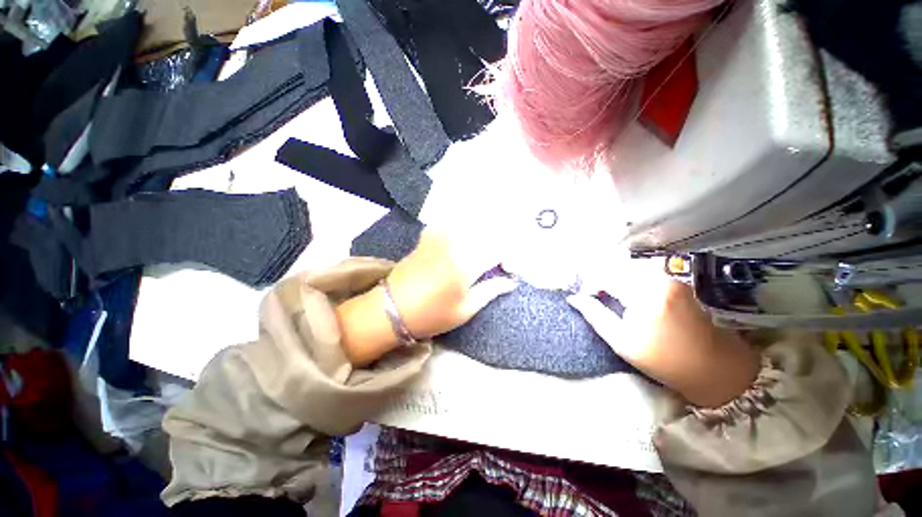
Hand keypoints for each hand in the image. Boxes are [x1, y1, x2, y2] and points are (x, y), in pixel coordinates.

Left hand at [337, 229, 514, 365]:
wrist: (390, 309)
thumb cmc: (431, 315)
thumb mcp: (465, 310)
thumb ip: (490, 290)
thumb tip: (511, 281)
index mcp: (467, 264)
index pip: (498, 249)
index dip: (509, 255)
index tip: (510, 266)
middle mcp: (455, 244)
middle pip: (486, 231)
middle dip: (498, 240)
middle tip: (499, 255)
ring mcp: (440, 236)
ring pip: (469, 223)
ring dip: (481, 229)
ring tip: (486, 240)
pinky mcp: (428, 236)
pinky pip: (451, 223)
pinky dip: (461, 225)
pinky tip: (463, 235)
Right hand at [568, 256, 759, 407]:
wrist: (712, 366)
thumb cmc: (663, 359)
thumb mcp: (621, 342)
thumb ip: (594, 315)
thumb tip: (574, 298)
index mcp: (646, 295)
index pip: (605, 275)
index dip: (588, 284)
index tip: (583, 298)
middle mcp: (659, 279)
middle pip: (616, 267)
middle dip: (599, 279)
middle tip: (592, 296)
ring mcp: (670, 278)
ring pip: (628, 268)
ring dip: (613, 278)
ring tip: (607, 295)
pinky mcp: (675, 281)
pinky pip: (642, 273)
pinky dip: (628, 279)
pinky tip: (626, 294)